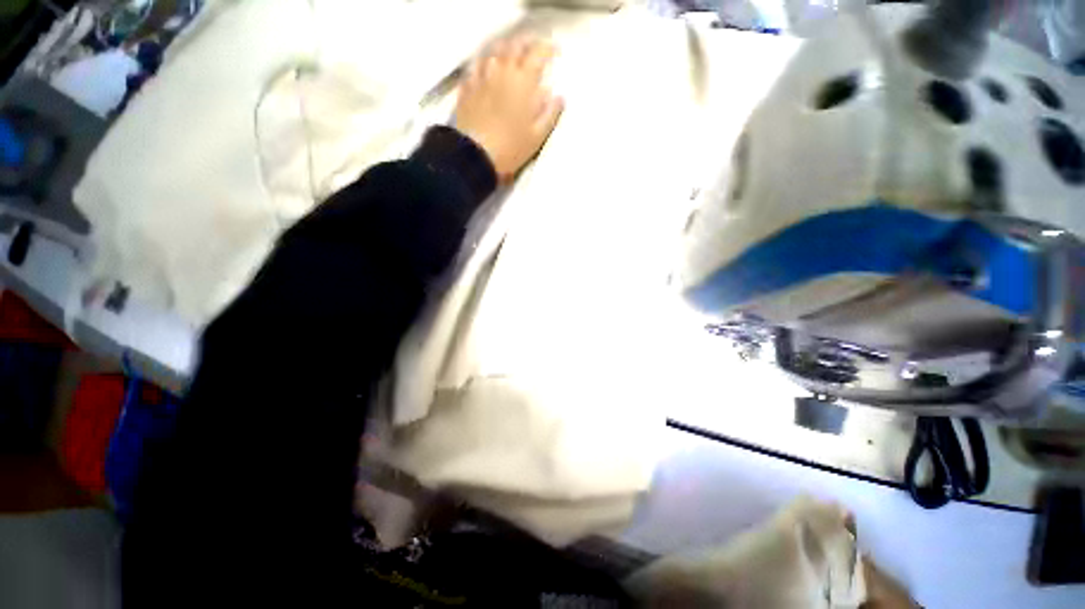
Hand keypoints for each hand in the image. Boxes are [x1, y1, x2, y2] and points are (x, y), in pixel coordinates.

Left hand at [454, 37, 563, 182]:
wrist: (475, 156)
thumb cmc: (510, 148)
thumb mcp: (537, 137)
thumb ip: (550, 114)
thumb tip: (558, 97)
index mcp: (523, 82)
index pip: (538, 53)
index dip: (548, 49)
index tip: (555, 52)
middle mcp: (502, 71)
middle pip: (515, 45)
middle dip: (527, 43)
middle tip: (534, 49)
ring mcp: (481, 77)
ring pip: (494, 51)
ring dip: (506, 48)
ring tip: (512, 54)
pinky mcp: (467, 87)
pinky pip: (476, 64)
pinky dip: (485, 61)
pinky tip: (487, 67)